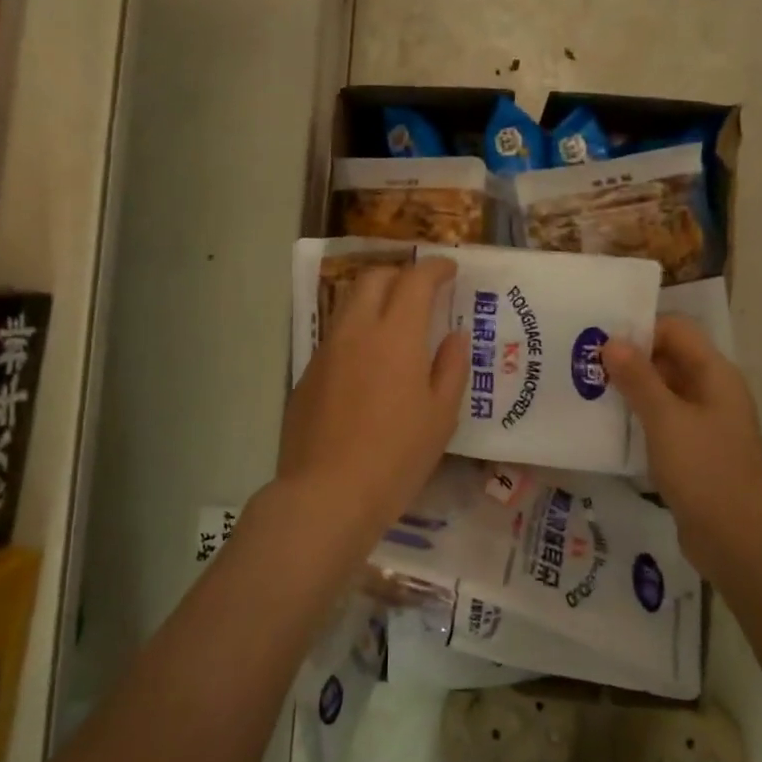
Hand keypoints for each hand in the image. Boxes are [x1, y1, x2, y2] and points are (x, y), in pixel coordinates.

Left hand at [277, 257, 468, 543]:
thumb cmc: (396, 457)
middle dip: (400, 273)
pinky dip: (357, 330)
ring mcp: (326, 351)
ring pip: (349, 303)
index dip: (435, 267)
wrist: (326, 494)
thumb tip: (454, 336)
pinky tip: (368, 360)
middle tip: (421, 289)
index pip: (415, 280)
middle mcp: (356, 331)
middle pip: (374, 278)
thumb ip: (451, 368)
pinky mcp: (307, 374)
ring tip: (394, 319)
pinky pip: (336, 335)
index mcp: (395, 335)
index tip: (450, 269)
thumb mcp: (440, 417)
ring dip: (374, 298)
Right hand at [604, 317, 761, 565]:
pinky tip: (604, 424)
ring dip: (628, 388)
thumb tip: (611, 340)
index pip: (676, 330)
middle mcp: (712, 391)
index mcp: (715, 375)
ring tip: (584, 389)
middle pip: (668, 357)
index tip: (598, 339)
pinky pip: (661, 420)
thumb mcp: (666, 420)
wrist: (739, 543)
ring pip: (661, 390)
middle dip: (627, 358)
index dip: (639, 328)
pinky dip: (636, 416)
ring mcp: (704, 423)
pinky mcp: (692, 450)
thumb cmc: (705, 473)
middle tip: (581, 363)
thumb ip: (638, 378)